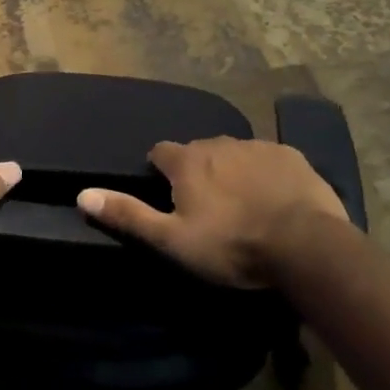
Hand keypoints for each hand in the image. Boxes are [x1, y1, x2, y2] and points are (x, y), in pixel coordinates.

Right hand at [78, 137, 353, 287]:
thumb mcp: (173, 240)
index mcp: (187, 161)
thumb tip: (83, 193)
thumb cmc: (232, 245)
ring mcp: (258, 146)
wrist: (306, 246)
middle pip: (198, 151)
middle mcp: (219, 143)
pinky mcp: (291, 155)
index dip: (159, 171)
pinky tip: (275, 200)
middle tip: (207, 207)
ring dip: (232, 171)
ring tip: (242, 205)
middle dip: (197, 171)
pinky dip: (266, 174)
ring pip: (234, 154)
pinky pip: (269, 159)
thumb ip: (129, 215)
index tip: (167, 194)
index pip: (160, 152)